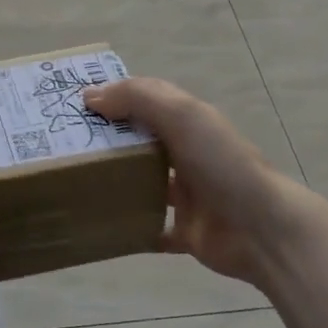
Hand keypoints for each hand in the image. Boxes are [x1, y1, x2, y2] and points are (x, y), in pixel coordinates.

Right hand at [84, 78, 327, 290]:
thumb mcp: (182, 115)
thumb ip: (137, 98)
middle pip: (140, 141)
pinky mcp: (185, 231)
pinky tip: (102, 225)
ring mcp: (187, 195)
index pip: (145, 99)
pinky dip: (131, 228)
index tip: (75, 104)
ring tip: (76, 181)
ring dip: (116, 182)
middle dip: (108, 140)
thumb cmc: (222, 164)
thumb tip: (90, 96)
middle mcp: (186, 153)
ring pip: (143, 183)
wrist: (264, 230)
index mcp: (187, 122)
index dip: (113, 96)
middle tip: (64, 144)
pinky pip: (151, 228)